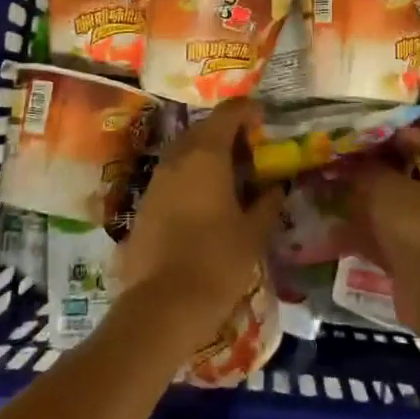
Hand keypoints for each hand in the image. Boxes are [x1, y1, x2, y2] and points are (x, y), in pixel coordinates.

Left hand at [118, 100, 283, 350]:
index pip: (228, 113)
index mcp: (206, 154)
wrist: (161, 306)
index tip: (264, 123)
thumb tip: (276, 187)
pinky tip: (206, 204)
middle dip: (227, 134)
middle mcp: (177, 158)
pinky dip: (191, 179)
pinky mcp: (143, 205)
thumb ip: (267, 203)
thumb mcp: (253, 233)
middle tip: (250, 154)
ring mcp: (155, 181)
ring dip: (207, 156)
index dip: (248, 112)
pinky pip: (171, 178)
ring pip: (184, 153)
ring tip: (230, 179)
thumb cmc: (217, 262)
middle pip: (203, 129)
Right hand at [350, 128, 419, 329]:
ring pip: (388, 210)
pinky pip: (377, 239)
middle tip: (345, 162)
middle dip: (375, 170)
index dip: (409, 136)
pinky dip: (356, 235)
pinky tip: (330, 232)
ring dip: (361, 203)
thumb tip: (355, 161)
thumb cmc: (414, 224)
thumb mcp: (386, 187)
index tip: (379, 132)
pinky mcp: (405, 257)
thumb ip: (369, 170)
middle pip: (405, 178)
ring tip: (330, 193)